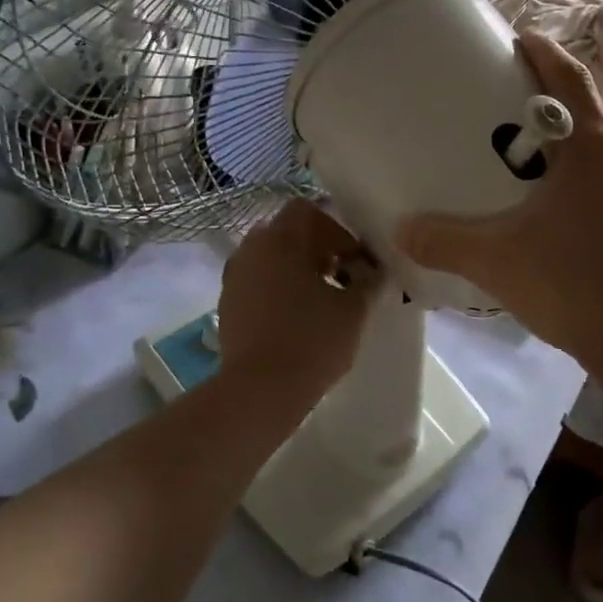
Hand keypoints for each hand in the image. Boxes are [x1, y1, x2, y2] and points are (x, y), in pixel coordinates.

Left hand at [217, 199, 380, 404]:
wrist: (259, 391)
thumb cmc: (311, 341)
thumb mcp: (353, 310)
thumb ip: (368, 282)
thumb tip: (375, 272)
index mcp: (280, 239)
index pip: (307, 210)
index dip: (335, 228)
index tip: (355, 257)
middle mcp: (251, 249)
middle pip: (287, 233)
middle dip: (317, 248)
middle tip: (343, 276)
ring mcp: (235, 277)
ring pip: (271, 258)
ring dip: (297, 269)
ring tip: (322, 298)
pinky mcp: (228, 304)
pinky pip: (258, 282)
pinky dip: (279, 289)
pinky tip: (298, 317)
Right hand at [397, 33, 602, 378]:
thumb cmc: (573, 285)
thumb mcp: (496, 261)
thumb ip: (444, 240)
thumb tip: (401, 228)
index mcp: (595, 149)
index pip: (573, 79)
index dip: (547, 53)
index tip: (524, 40)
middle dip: (585, 104)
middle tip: (547, 122)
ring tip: (573, 166)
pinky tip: (593, 212)